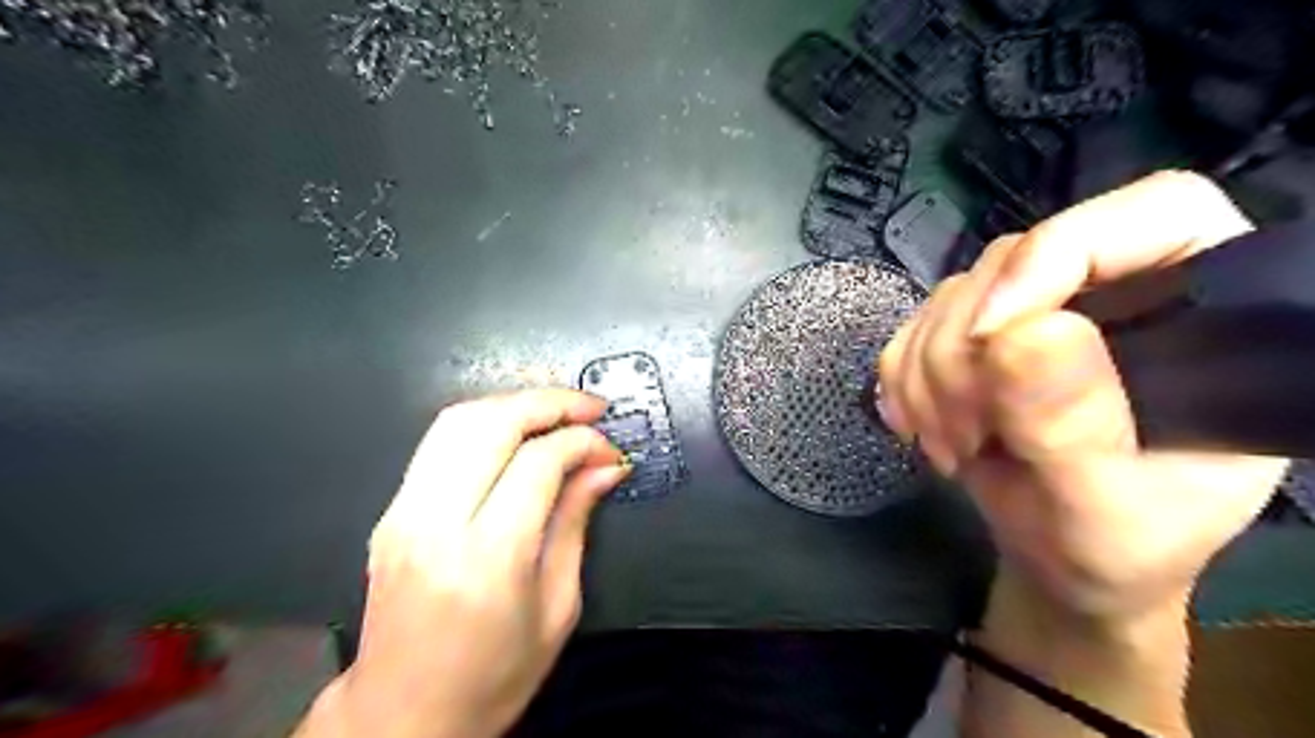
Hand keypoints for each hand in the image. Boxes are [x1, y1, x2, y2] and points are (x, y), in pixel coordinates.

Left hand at [300, 390, 627, 735]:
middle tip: (590, 407)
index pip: (539, 461)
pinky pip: (438, 441)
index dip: (583, 442)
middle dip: (550, 402)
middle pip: (493, 423)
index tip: (609, 449)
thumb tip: (604, 467)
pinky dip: (483, 421)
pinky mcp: (391, 511)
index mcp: (489, 558)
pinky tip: (515, 432)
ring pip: (458, 420)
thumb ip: (576, 522)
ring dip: (514, 403)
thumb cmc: (493, 676)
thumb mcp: (557, 606)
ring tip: (557, 411)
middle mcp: (437, 524)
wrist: (401, 716)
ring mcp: (404, 513)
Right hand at [877, 172, 1291, 621]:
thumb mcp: (1107, 508)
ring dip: (927, 377)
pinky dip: (903, 381)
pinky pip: (911, 328)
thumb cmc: (1116, 546)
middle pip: (1013, 262)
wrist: (1060, 560)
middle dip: (965, 353)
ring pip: (950, 296)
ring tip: (952, 446)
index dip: (1058, 254)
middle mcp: (1115, 291)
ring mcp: (1034, 310)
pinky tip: (923, 427)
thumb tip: (1021, 334)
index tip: (993, 337)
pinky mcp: (976, 336)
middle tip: (967, 433)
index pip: (1149, 216)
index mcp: (1203, 312)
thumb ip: (1073, 427)